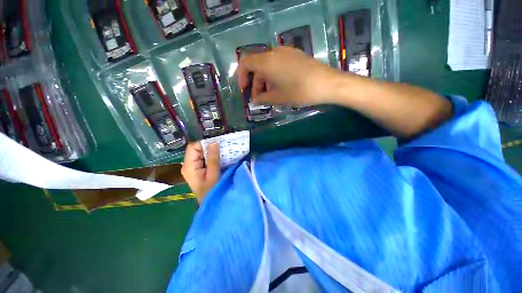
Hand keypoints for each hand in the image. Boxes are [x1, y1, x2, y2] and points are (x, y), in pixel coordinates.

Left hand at [181, 142, 220, 203]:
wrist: (210, 203)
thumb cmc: (211, 191)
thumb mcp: (213, 174)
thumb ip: (213, 158)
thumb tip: (214, 142)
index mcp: (189, 166)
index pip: (192, 147)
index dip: (204, 142)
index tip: (217, 142)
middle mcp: (188, 165)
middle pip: (196, 149)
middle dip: (209, 146)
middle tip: (222, 145)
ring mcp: (192, 167)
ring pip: (200, 153)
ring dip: (211, 151)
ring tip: (222, 149)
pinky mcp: (198, 169)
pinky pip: (204, 158)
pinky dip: (211, 156)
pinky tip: (219, 156)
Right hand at [237, 46, 344, 106]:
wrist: (327, 84)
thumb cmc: (299, 92)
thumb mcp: (278, 98)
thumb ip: (263, 98)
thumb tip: (254, 100)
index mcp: (267, 62)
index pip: (245, 62)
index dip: (241, 76)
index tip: (244, 89)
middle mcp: (274, 53)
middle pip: (258, 66)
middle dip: (256, 83)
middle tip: (259, 98)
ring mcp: (286, 53)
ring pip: (268, 66)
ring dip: (265, 81)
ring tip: (270, 96)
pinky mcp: (295, 55)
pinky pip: (278, 64)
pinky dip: (274, 76)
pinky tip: (280, 87)